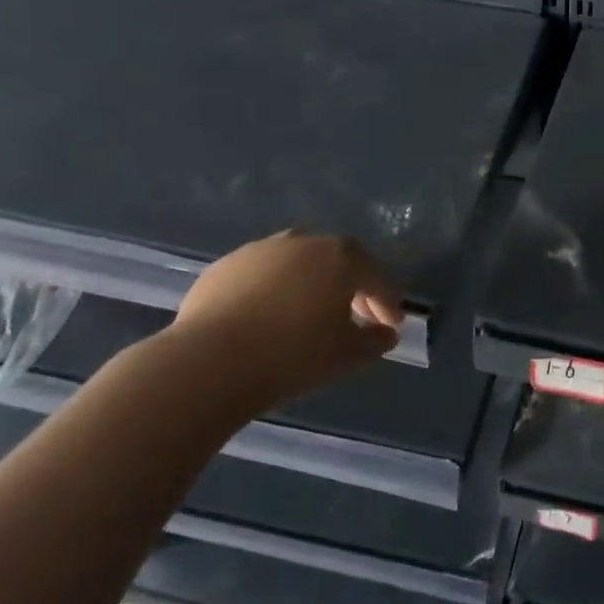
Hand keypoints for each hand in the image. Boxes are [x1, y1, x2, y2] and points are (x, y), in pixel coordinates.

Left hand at [169, 231, 403, 408]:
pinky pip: (261, 276)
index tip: (392, 325)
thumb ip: (375, 341)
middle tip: (356, 319)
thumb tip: (385, 332)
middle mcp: (303, 242)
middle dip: (351, 288)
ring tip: (308, 317)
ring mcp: (260, 251)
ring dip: (310, 285)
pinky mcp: (224, 267)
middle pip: (338, 261)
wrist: (210, 362)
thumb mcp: (348, 356)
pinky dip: (273, 291)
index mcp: (341, 257)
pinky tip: (267, 318)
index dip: (388, 302)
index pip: (376, 277)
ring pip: (297, 263)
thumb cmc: (293, 356)